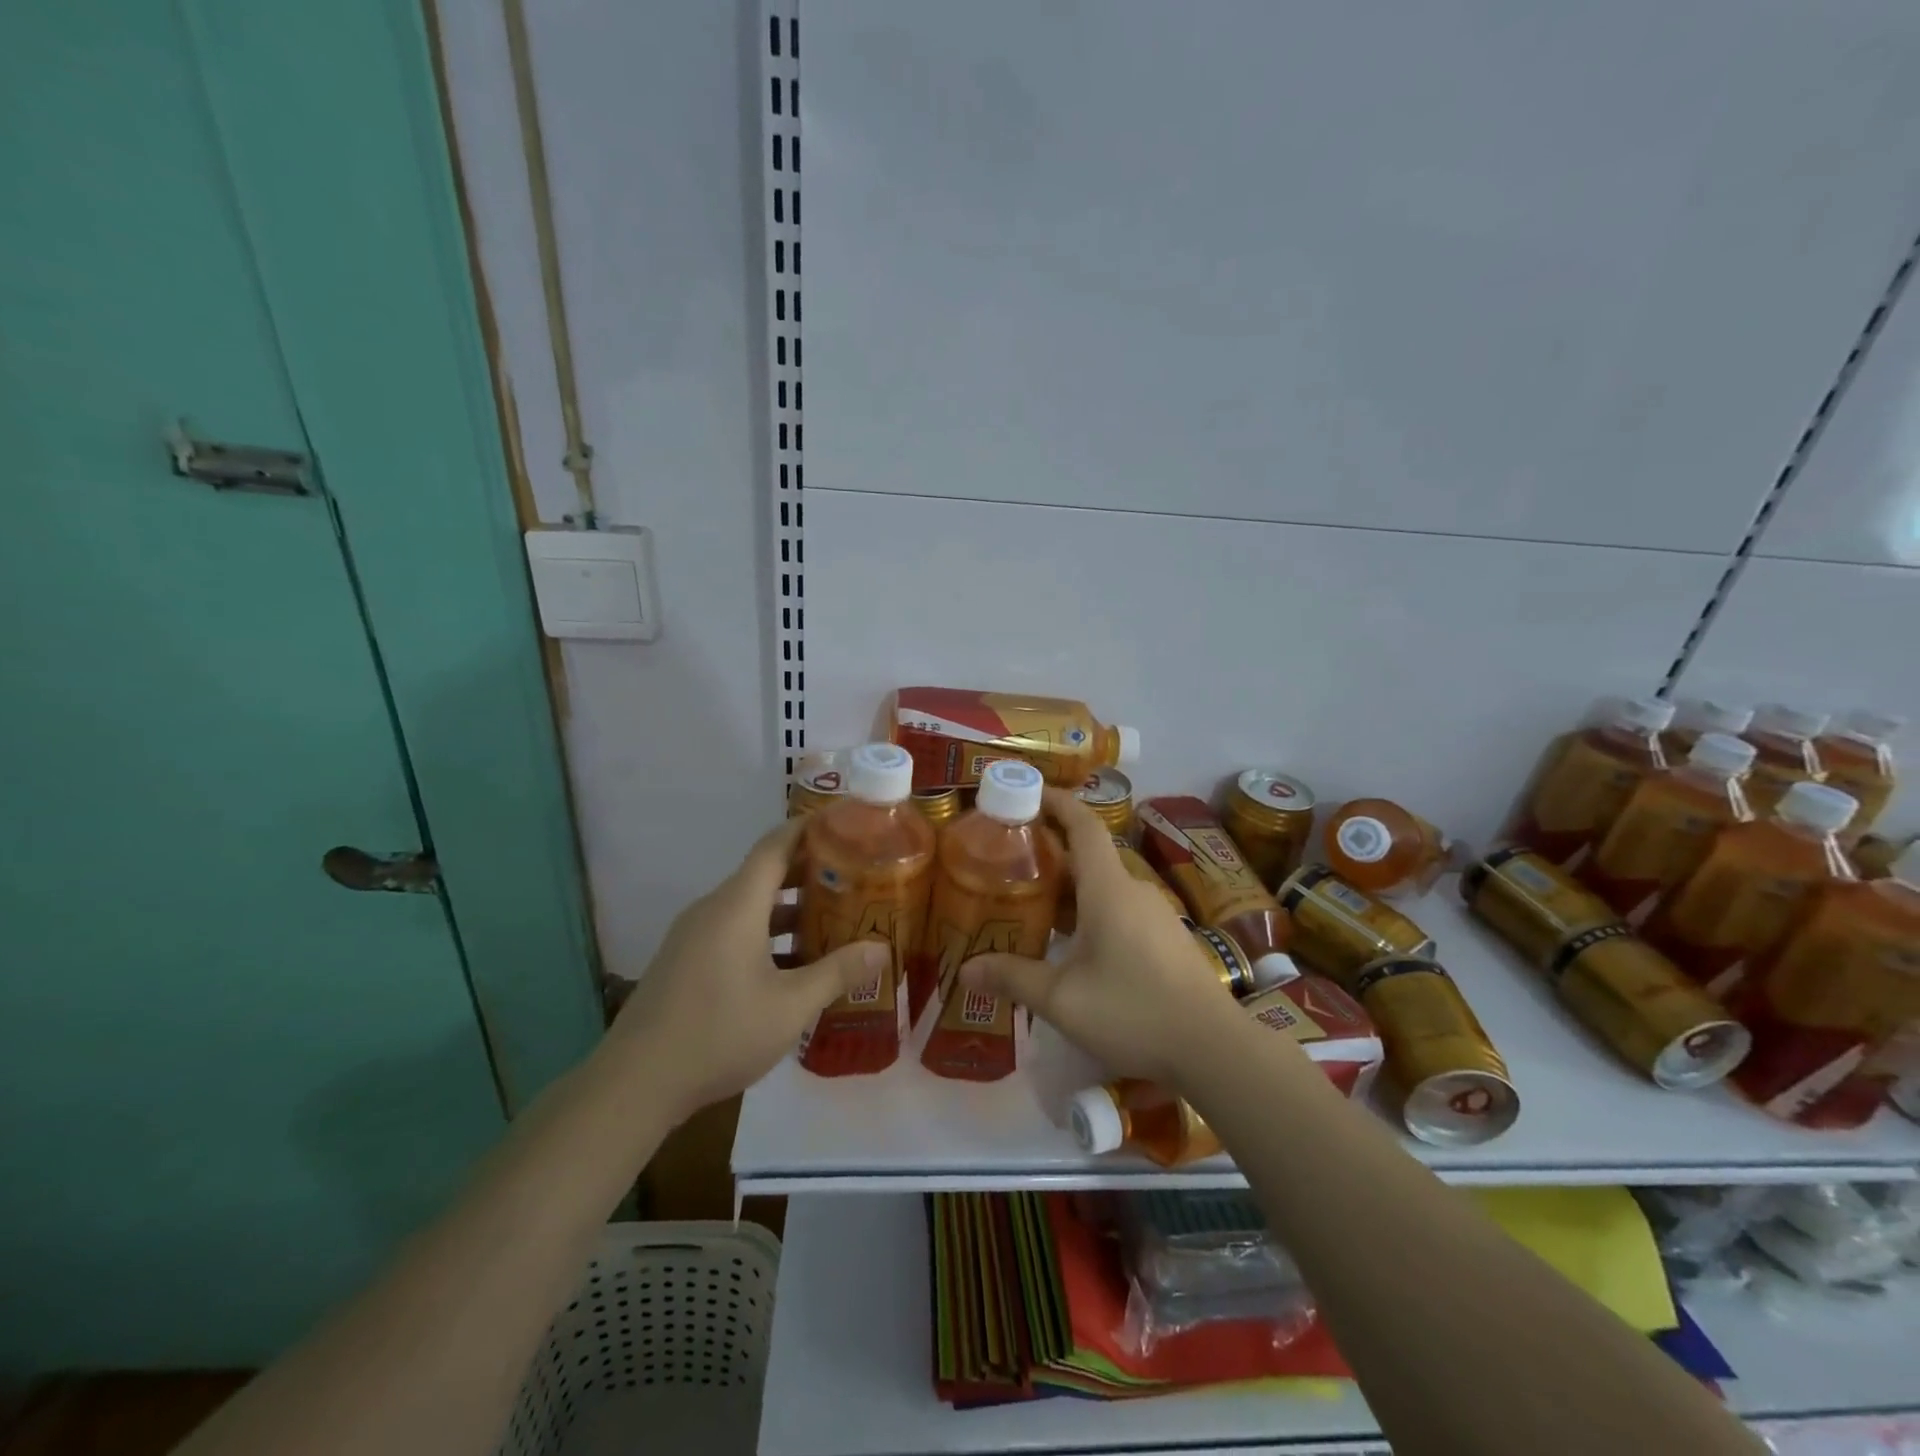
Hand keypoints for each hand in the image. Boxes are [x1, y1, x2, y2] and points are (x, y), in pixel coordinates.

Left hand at [605, 818, 887, 1119]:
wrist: (635, 1083)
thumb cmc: (719, 1033)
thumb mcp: (790, 1007)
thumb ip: (838, 973)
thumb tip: (882, 949)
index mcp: (737, 905)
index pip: (775, 846)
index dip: (808, 829)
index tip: (843, 823)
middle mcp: (713, 909)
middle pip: (765, 874)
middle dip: (809, 873)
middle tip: (854, 876)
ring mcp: (694, 936)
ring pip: (749, 907)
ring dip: (789, 910)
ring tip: (832, 920)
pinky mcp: (685, 961)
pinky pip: (733, 931)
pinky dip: (766, 934)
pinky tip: (793, 966)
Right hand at [960, 789, 1238, 1085]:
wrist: (1214, 1048)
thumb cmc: (1134, 1011)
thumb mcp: (1063, 1000)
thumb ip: (1013, 979)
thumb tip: (965, 971)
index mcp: (1108, 888)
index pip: (1083, 825)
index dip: (1057, 802)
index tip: (1027, 793)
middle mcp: (1132, 890)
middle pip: (1088, 855)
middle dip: (1049, 852)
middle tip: (1008, 861)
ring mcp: (1154, 914)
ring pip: (1103, 885)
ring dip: (1068, 887)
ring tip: (1031, 904)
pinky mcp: (1165, 938)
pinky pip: (1119, 908)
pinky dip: (1089, 910)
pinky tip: (1072, 943)